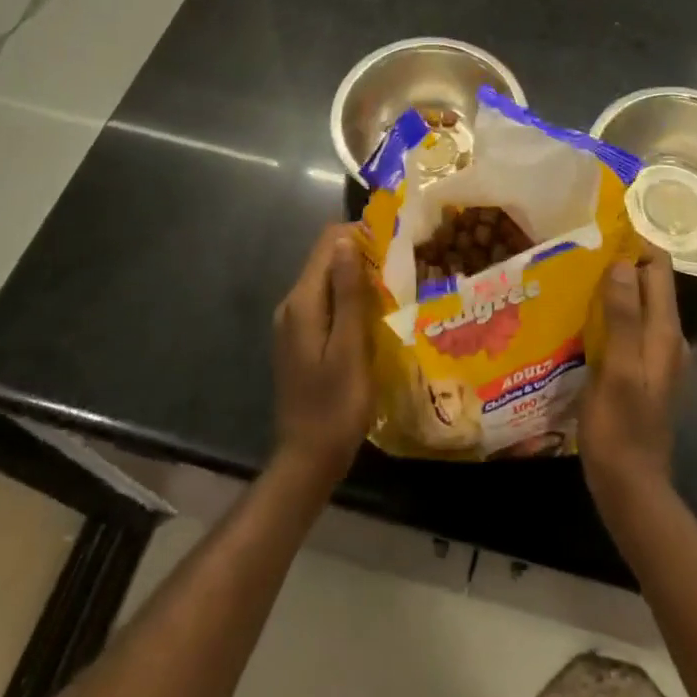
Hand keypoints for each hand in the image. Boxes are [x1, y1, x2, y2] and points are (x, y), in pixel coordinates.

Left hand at [271, 223, 374, 490]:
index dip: (361, 235)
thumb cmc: (334, 407)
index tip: (396, 244)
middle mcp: (293, 304)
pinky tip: (377, 314)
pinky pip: (327, 302)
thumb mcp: (349, 350)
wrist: (306, 461)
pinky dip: (350, 298)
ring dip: (359, 277)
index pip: (328, 243)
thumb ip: (349, 294)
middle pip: (327, 258)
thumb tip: (347, 240)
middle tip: (403, 265)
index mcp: (303, 302)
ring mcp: (295, 323)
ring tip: (396, 287)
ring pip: (329, 280)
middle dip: (363, 254)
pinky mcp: (302, 339)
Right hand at [580, 250, 688, 510]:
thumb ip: (623, 317)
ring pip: (635, 305)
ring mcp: (655, 357)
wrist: (631, 490)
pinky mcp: (640, 371)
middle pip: (648, 284)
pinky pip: (626, 327)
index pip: (659, 269)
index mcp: (665, 333)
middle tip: (576, 249)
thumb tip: (622, 262)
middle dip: (618, 262)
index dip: (635, 243)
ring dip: (610, 288)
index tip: (600, 228)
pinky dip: (607, 313)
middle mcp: (667, 339)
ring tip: (571, 274)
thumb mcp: (619, 370)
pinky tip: (577, 316)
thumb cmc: (622, 429)